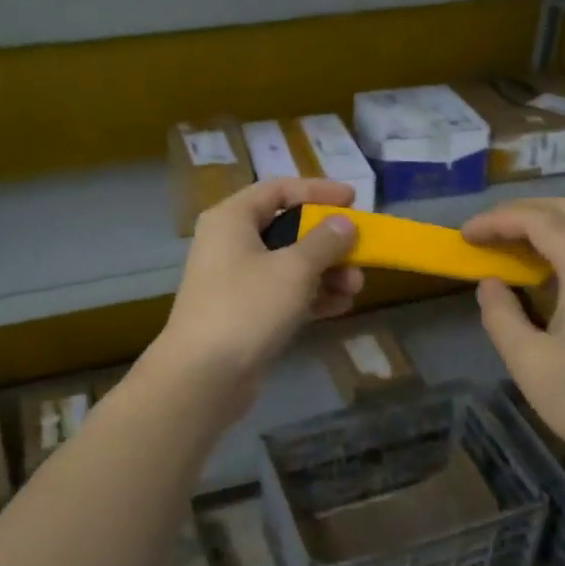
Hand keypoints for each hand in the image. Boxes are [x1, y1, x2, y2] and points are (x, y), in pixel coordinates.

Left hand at [147, 179, 363, 412]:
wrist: (203, 376)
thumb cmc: (247, 307)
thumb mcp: (294, 269)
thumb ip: (324, 241)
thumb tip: (343, 223)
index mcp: (232, 219)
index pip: (279, 189)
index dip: (318, 191)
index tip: (354, 200)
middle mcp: (230, 243)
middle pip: (287, 228)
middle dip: (328, 241)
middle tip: (360, 251)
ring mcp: (236, 280)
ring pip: (289, 264)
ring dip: (326, 272)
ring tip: (356, 287)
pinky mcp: (244, 313)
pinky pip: (283, 293)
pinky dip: (311, 296)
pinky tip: (340, 307)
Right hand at [461, 198, 564, 474]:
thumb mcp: (529, 362)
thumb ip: (501, 315)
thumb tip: (491, 284)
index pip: (537, 221)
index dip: (496, 221)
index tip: (465, 235)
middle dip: (522, 212)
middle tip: (487, 231)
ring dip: (547, 225)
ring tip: (510, 246)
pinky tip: (548, 272)